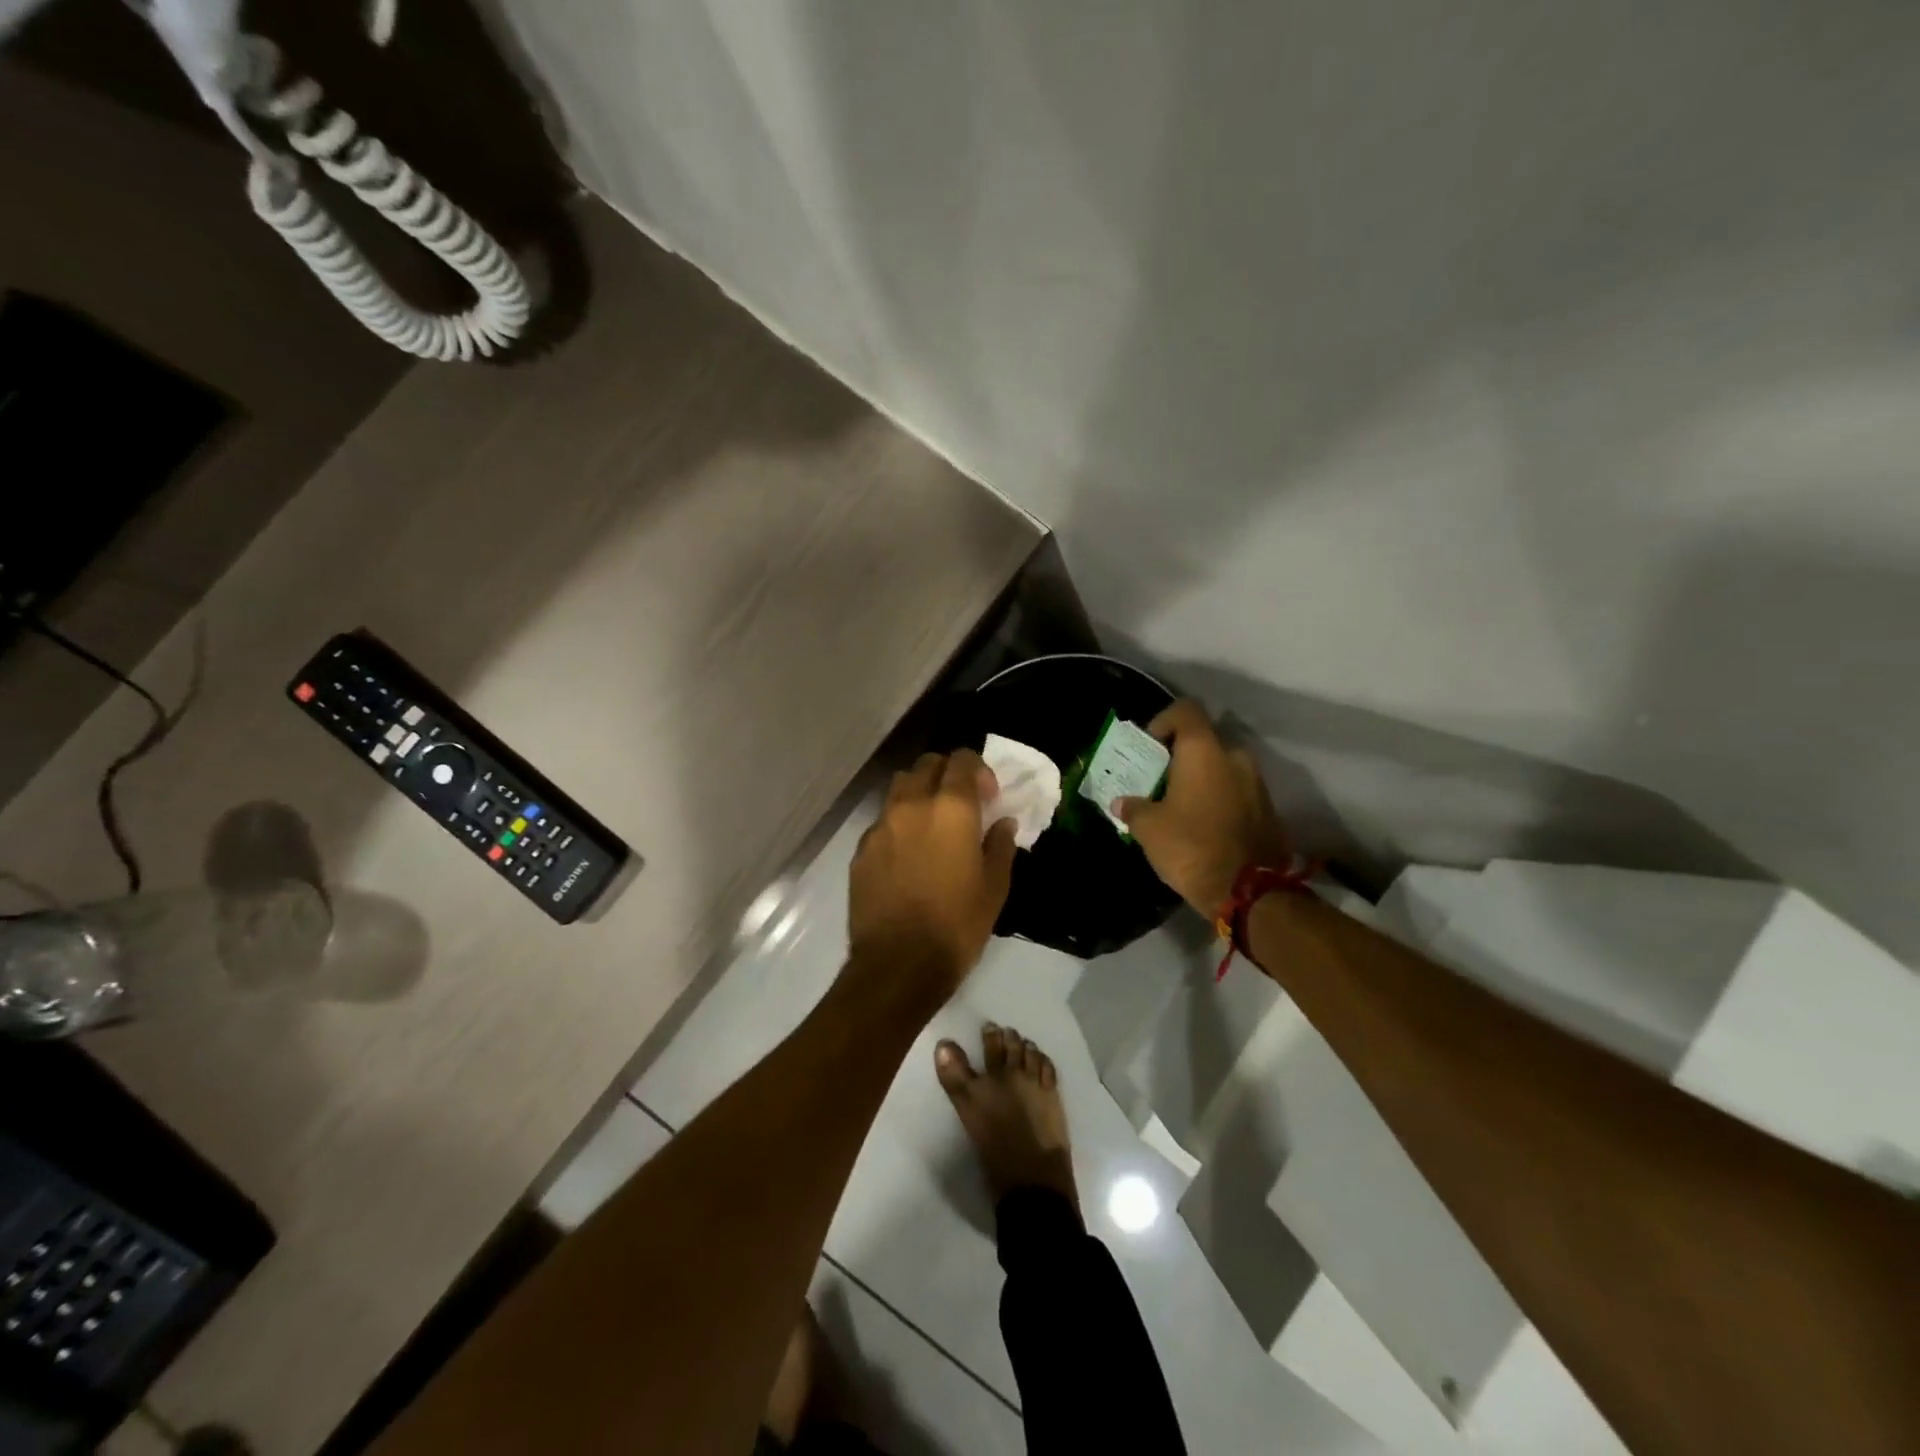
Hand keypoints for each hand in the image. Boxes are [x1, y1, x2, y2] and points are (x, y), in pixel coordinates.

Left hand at [849, 750, 1016, 998]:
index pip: (962, 760)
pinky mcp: (861, 849)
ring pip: (899, 786)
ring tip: (931, 823)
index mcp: (951, 808)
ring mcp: (881, 825)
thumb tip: (1003, 822)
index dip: (978, 770)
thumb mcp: (994, 887)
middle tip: (961, 804)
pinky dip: (898, 824)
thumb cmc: (957, 925)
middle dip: (947, 774)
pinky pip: (882, 821)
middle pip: (927, 764)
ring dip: (919, 792)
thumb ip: (1000, 845)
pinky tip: (907, 855)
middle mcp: (912, 804)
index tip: (988, 797)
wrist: (899, 964)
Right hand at [1113, 700, 1290, 916]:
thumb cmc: (1191, 846)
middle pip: (1205, 741)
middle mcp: (1235, 757)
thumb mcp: (1149, 828)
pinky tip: (1203, 824)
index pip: (1185, 710)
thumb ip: (1133, 808)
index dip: (1163, 720)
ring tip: (1180, 805)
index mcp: (1204, 751)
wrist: (1249, 892)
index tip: (1149, 747)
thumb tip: (1121, 802)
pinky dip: (1220, 798)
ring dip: (1203, 779)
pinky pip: (1238, 791)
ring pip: (1223, 767)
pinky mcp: (1269, 809)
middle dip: (1182, 756)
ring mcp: (1257, 783)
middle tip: (1161, 780)